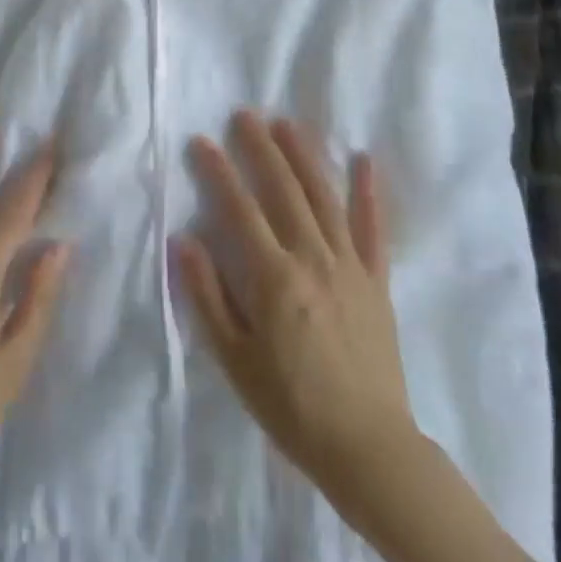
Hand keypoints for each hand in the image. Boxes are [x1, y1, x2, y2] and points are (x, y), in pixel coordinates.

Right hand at [173, 112, 417, 507]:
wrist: (367, 447)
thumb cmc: (290, 405)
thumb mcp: (233, 359)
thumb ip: (207, 296)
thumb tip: (183, 239)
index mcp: (273, 278)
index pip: (239, 210)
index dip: (219, 172)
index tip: (202, 141)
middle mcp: (312, 258)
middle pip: (283, 191)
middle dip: (261, 148)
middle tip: (245, 114)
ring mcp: (349, 265)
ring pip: (324, 198)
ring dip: (305, 156)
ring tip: (288, 123)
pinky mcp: (377, 280)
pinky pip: (374, 229)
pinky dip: (369, 193)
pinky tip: (364, 160)